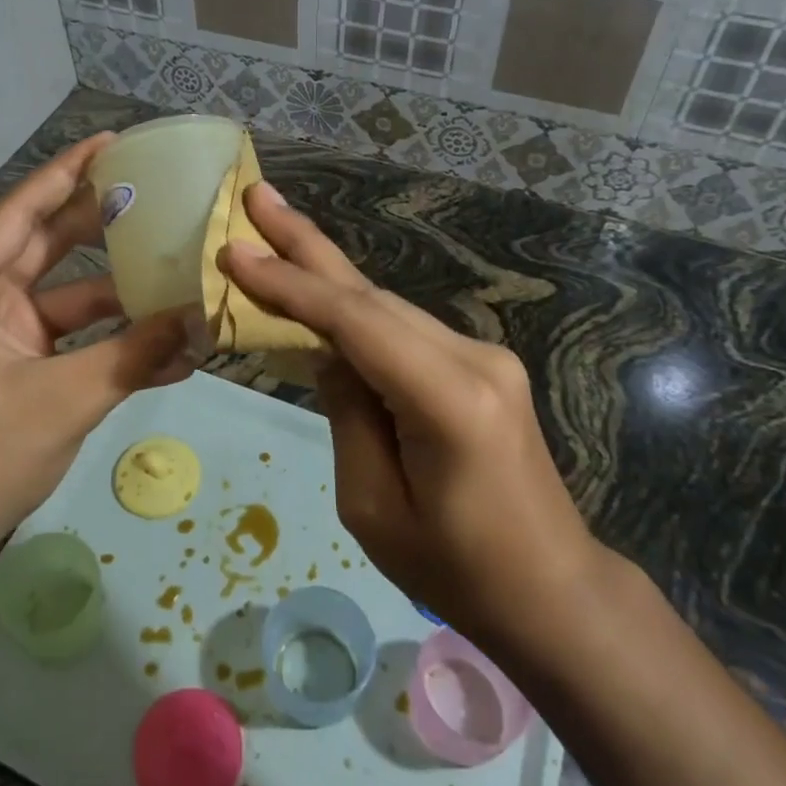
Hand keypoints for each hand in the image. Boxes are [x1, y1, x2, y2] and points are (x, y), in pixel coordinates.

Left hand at [0, 133, 192, 553]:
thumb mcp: (64, 399)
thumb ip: (134, 356)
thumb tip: (199, 322)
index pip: (21, 212)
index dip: (66, 174)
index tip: (112, 144)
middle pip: (47, 244)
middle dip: (102, 223)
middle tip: (156, 195)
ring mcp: (2, 333)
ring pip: (69, 294)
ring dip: (120, 293)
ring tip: (179, 272)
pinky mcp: (21, 364)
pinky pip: (73, 338)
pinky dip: (111, 340)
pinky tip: (167, 348)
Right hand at [219, 182, 602, 647]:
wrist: (552, 591)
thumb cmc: (456, 570)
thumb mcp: (373, 506)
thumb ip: (347, 414)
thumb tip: (326, 353)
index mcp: (448, 399)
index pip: (354, 321)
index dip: (290, 283)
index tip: (234, 250)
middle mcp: (474, 358)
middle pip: (371, 294)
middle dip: (306, 244)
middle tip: (257, 194)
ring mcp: (484, 357)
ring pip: (386, 306)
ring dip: (326, 271)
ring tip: (274, 230)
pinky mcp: (483, 367)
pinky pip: (404, 330)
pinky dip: (354, 310)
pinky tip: (319, 292)